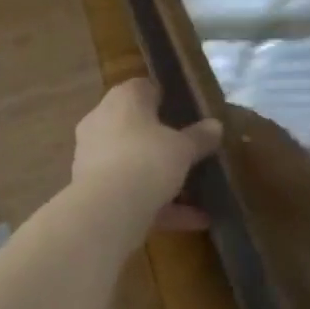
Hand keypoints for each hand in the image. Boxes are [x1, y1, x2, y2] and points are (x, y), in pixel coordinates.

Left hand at [72, 79, 221, 230]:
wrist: (107, 210)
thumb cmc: (148, 160)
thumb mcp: (184, 147)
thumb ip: (200, 136)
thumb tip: (215, 125)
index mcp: (123, 100)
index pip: (143, 88)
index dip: (166, 98)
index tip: (187, 113)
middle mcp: (102, 122)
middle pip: (137, 127)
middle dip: (162, 141)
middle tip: (190, 150)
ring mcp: (94, 158)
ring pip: (134, 163)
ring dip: (162, 177)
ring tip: (197, 191)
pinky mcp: (94, 192)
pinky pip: (132, 192)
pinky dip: (160, 204)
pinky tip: (196, 220)